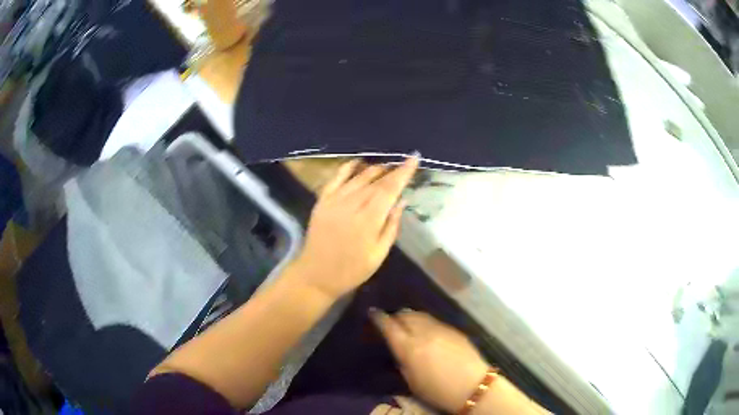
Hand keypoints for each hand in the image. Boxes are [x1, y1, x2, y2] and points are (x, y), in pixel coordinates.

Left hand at [294, 156, 418, 299]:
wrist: (316, 275)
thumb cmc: (352, 270)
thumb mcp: (379, 254)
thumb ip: (391, 225)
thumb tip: (402, 200)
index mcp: (369, 220)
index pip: (390, 189)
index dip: (403, 172)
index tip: (414, 158)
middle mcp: (352, 204)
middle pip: (376, 180)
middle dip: (392, 170)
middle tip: (404, 164)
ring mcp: (334, 200)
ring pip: (359, 176)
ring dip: (375, 168)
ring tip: (387, 166)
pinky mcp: (322, 200)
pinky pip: (336, 177)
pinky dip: (348, 167)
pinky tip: (358, 162)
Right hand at [370, 309, 488, 412]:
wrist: (473, 386)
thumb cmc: (437, 391)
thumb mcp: (411, 381)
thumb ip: (402, 361)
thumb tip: (398, 349)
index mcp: (410, 348)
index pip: (389, 326)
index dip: (379, 318)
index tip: (373, 313)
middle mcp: (424, 333)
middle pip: (405, 315)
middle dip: (395, 316)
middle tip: (390, 321)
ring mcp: (441, 329)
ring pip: (420, 315)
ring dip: (410, 316)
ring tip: (407, 322)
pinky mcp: (454, 329)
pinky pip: (434, 320)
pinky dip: (424, 321)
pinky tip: (425, 329)